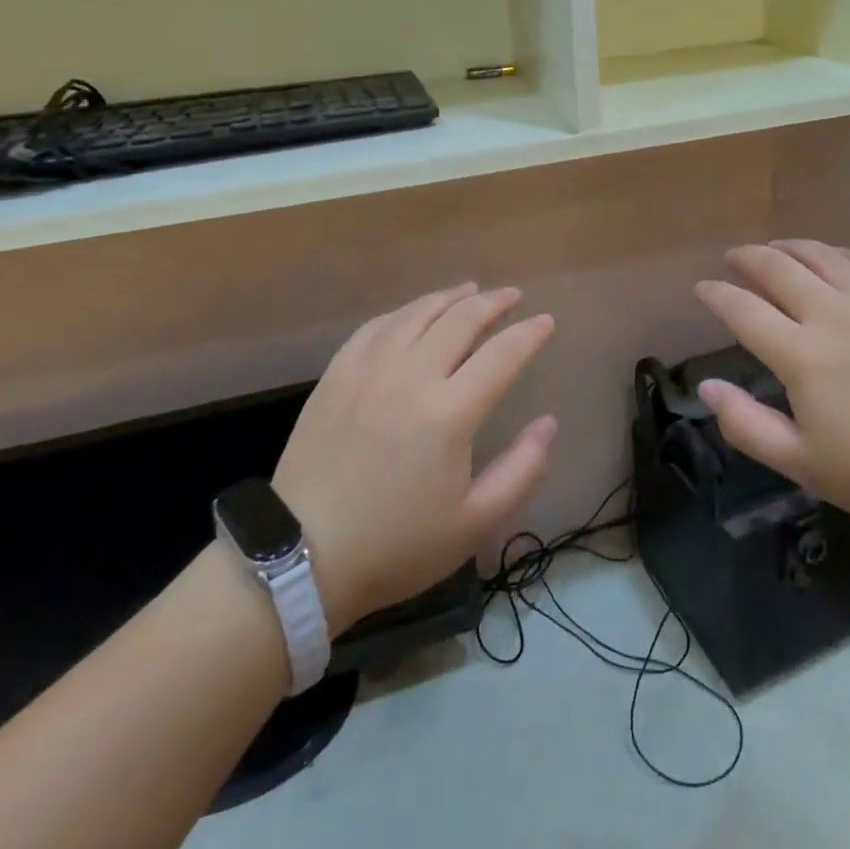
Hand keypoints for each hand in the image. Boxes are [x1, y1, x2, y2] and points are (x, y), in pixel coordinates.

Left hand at [273, 283, 556, 632]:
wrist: (300, 558)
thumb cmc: (396, 545)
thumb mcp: (474, 523)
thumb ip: (522, 469)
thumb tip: (548, 422)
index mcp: (449, 412)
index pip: (502, 355)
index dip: (529, 334)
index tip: (546, 321)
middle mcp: (411, 377)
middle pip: (460, 321)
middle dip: (493, 303)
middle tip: (512, 295)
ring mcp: (368, 371)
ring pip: (416, 314)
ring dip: (448, 298)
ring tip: (469, 290)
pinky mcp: (336, 376)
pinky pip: (374, 328)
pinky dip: (401, 313)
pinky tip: (411, 314)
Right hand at [694, 241, 849, 538]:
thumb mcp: (805, 464)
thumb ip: (747, 425)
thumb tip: (706, 386)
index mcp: (801, 355)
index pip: (743, 310)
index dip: (716, 294)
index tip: (702, 288)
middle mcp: (833, 314)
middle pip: (778, 268)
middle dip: (747, 258)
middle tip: (733, 258)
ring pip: (822, 255)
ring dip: (790, 247)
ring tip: (775, 248)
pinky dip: (843, 253)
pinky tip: (837, 259)